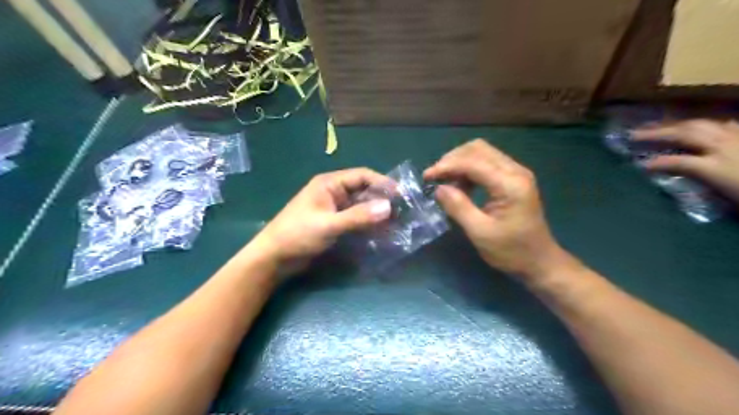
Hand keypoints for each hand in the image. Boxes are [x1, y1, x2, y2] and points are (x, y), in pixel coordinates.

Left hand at [247, 166, 392, 276]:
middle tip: (402, 211)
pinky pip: (355, 219)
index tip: (401, 195)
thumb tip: (389, 207)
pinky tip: (379, 232)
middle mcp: (333, 193)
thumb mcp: (329, 225)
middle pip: (363, 190)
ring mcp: (333, 209)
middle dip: (381, 200)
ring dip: (375, 213)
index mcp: (329, 184)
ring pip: (360, 206)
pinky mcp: (333, 224)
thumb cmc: (298, 235)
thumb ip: (358, 216)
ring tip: (395, 223)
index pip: (362, 176)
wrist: (274, 258)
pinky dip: (367, 224)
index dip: (382, 183)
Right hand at [425, 139, 566, 281]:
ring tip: (446, 182)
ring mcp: (516, 173)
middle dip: (452, 159)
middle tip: (435, 177)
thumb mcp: (480, 233)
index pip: (473, 162)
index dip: (447, 166)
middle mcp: (516, 171)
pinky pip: (487, 163)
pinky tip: (461, 185)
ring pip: (482, 153)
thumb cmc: (511, 251)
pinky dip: (469, 169)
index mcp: (510, 184)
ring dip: (460, 163)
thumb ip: (458, 207)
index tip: (427, 177)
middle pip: (478, 149)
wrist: (539, 261)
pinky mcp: (513, 178)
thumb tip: (439, 188)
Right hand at [632, 119, 738, 203]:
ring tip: (659, 126)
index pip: (676, 161)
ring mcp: (737, 138)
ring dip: (677, 125)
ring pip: (702, 124)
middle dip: (656, 133)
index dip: (656, 163)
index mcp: (716, 165)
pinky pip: (726, 124)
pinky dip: (709, 125)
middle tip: (634, 134)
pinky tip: (704, 126)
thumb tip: (676, 177)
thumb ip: (701, 184)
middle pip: (685, 133)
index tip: (639, 167)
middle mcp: (724, 146)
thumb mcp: (728, 198)